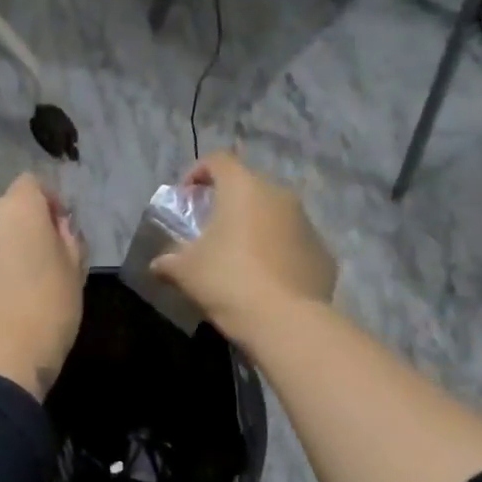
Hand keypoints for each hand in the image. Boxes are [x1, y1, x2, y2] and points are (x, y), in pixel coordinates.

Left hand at [0, 175, 86, 400]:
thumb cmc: (47, 311)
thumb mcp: (74, 272)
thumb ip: (67, 238)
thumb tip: (55, 226)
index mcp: (17, 208)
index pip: (32, 184)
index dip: (48, 203)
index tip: (60, 231)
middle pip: (7, 209)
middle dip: (24, 226)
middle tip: (42, 259)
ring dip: (2, 247)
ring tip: (18, 282)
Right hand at [150, 152, 335, 343]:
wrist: (286, 321)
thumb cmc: (228, 281)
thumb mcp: (185, 272)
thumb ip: (168, 261)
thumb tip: (158, 264)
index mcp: (243, 189)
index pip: (218, 160)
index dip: (198, 172)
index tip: (187, 197)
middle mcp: (279, 195)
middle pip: (249, 187)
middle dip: (228, 204)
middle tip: (211, 231)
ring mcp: (306, 223)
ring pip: (274, 215)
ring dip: (255, 228)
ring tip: (239, 258)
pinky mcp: (322, 252)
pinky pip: (293, 243)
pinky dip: (278, 252)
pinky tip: (265, 280)